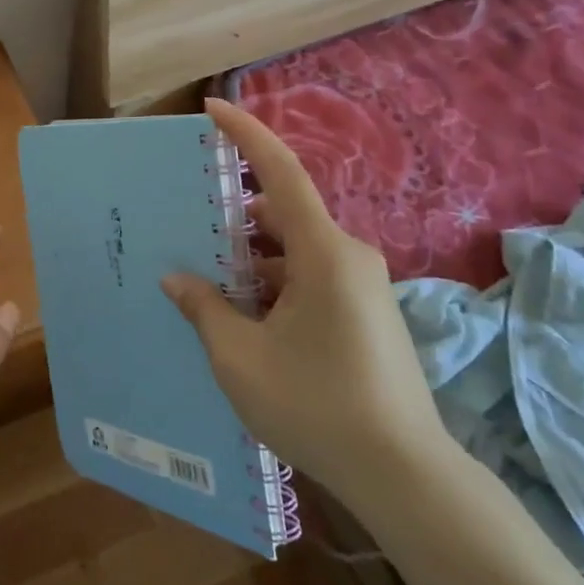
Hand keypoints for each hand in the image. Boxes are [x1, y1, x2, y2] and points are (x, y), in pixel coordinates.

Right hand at [161, 99, 459, 515]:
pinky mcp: (367, 312)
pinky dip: (274, 284)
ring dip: (252, 261)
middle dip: (234, 220)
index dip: (244, 134)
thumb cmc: (316, 405)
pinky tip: (244, 319)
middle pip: (281, 215)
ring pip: (294, 252)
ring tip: (207, 285)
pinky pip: (311, 278)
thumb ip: (205, 308)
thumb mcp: (241, 358)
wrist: (405, 475)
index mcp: (322, 251)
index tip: (210, 109)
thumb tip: (178, 278)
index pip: (279, 171)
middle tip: (187, 232)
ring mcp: (362, 285)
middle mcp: (347, 255)